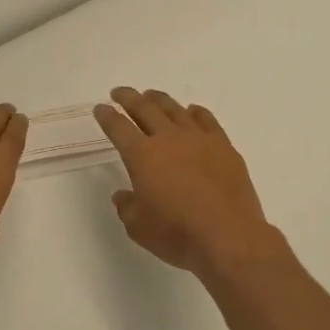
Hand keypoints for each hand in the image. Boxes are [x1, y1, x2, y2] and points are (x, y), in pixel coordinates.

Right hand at [95, 88, 279, 276]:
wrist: (228, 236)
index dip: (107, 116)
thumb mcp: (139, 228)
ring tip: (151, 96)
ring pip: (175, 109)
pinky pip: (206, 119)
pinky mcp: (223, 146)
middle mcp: (168, 138)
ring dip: (159, 100)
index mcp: (142, 155)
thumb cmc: (177, 234)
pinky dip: (195, 112)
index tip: (100, 108)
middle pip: (144, 108)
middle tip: (120, 93)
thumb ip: (127, 207)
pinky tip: (192, 112)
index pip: (118, 127)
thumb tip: (124, 195)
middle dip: (129, 98)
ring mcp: (199, 139)